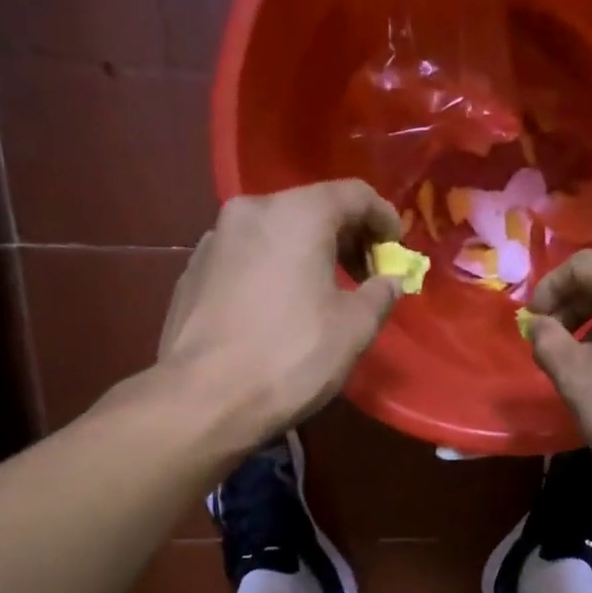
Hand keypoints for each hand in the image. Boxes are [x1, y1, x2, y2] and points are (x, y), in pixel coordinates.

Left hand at [118, 180, 404, 449]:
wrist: (204, 398)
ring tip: (324, 293)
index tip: (397, 250)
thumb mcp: (354, 328)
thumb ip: (381, 294)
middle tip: (366, 274)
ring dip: (308, 253)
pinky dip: (274, 268)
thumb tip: (390, 281)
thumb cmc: (291, 356)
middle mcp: (251, 211)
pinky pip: (248, 257)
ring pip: (276, 232)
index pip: (355, 194)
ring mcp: (215, 239)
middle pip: (312, 208)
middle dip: (347, 237)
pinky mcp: (193, 270)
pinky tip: (280, 309)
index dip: (385, 218)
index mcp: (297, 214)